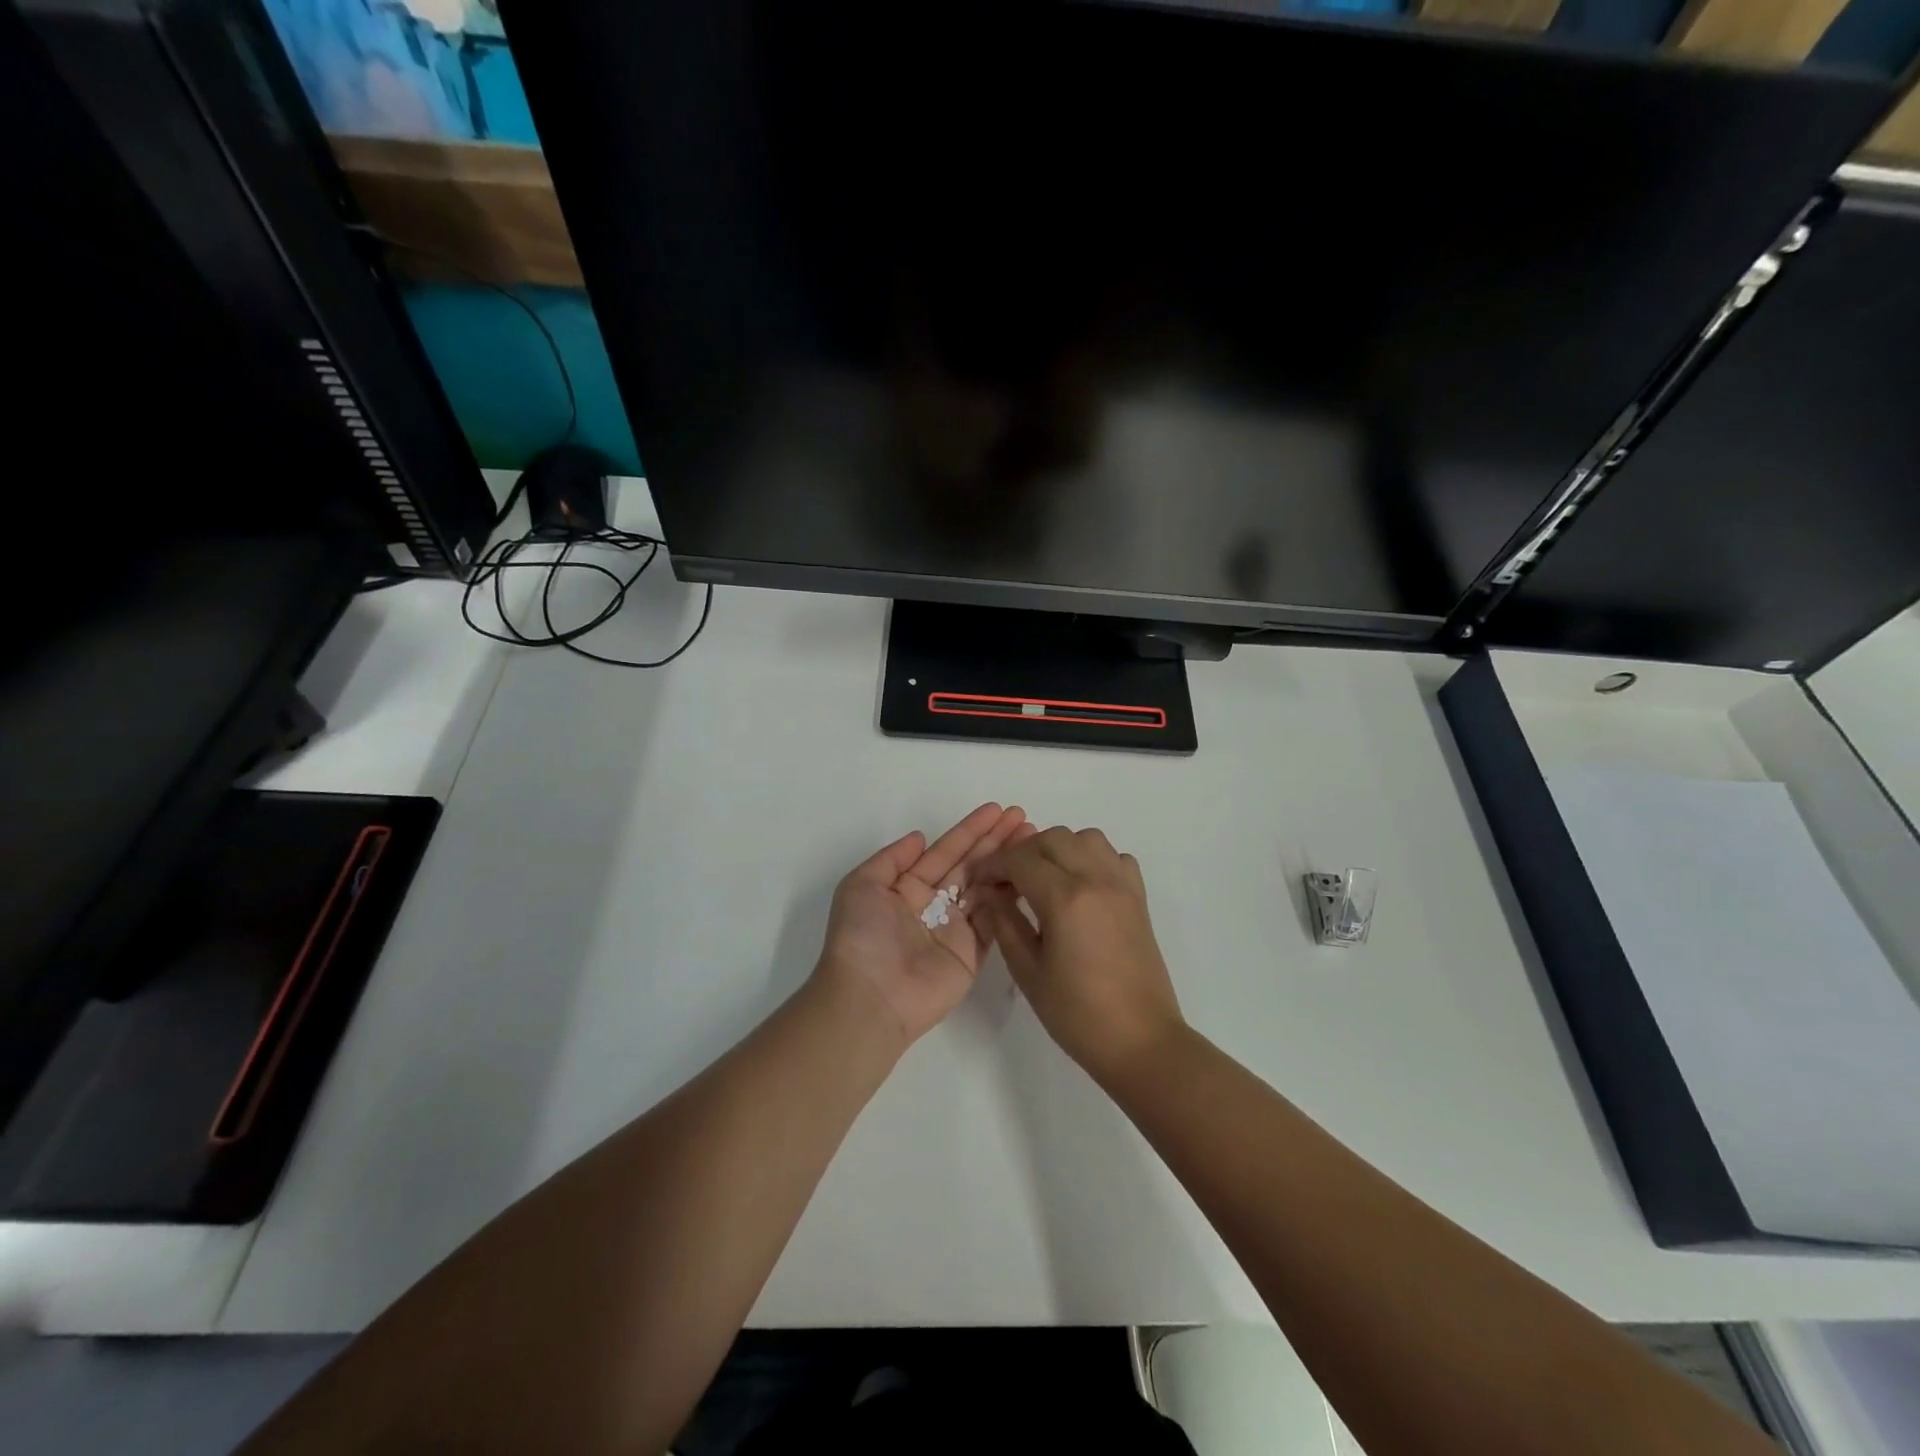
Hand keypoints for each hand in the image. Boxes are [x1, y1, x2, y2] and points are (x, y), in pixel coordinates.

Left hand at [814, 803, 1034, 1045]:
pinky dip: (1010, 897)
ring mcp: (955, 929)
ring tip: (1033, 837)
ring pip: (987, 887)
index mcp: (907, 887)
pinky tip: (1027, 873)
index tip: (996, 810)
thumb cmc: (862, 937)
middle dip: (995, 840)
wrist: (871, 997)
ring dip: (1008, 862)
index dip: (970, 830)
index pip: (945, 851)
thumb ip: (892, 858)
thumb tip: (920, 837)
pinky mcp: (973, 953)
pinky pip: (995, 919)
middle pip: (970, 865)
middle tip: (1023, 817)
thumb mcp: (860, 886)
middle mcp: (933, 904)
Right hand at [972, 826, 1185, 1084]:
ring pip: (1086, 838)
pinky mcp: (1139, 897)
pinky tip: (1080, 887)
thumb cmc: (1078, 1014)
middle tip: (1007, 882)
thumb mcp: (1029, 972)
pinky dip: (1092, 859)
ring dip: (1058, 849)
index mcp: (1065, 899)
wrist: (1141, 1041)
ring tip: (1043, 880)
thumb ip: (1005, 924)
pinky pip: (1114, 857)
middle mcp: (1096, 879)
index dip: (993, 865)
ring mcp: (1122, 885)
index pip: (1020, 860)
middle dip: (1022, 853)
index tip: (980, 882)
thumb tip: (988, 894)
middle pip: (1052, 838)